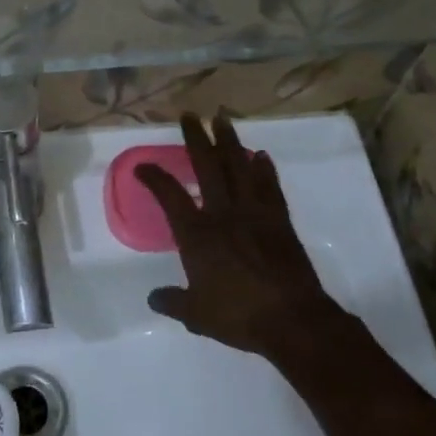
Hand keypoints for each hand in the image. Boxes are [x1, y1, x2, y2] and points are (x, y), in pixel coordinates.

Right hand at [136, 113, 358, 369]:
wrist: (292, 319)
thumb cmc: (238, 315)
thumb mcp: (196, 314)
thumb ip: (173, 302)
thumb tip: (153, 298)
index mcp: (197, 234)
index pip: (170, 196)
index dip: (154, 178)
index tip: (142, 166)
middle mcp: (224, 214)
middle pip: (207, 167)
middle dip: (196, 139)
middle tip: (190, 115)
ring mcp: (254, 213)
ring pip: (240, 168)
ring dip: (230, 141)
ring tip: (223, 119)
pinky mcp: (280, 221)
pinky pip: (270, 187)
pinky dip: (264, 169)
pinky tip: (260, 155)